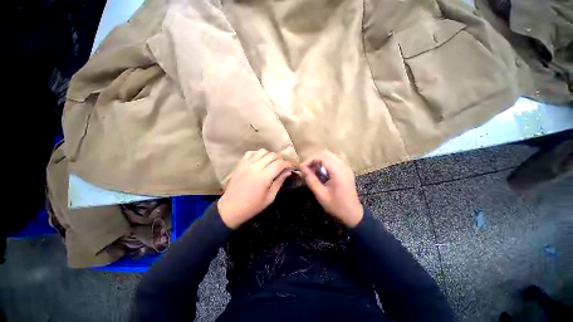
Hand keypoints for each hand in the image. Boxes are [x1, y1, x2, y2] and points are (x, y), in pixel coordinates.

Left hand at [218, 149, 291, 228]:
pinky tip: (259, 161)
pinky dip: (257, 154)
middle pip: (272, 155)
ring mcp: (246, 164)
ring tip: (272, 163)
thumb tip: (288, 172)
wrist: (230, 209)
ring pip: (262, 151)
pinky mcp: (240, 164)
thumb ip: (279, 182)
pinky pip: (250, 153)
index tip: (291, 167)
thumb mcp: (269, 198)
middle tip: (283, 167)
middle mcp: (255, 167)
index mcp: (264, 177)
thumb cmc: (252, 206)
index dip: (288, 164)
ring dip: (270, 155)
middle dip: (281, 159)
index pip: (280, 164)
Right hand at [301, 151, 362, 226]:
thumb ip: (311, 180)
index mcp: (338, 172)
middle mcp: (344, 166)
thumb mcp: (321, 195)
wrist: (353, 214)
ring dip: (319, 162)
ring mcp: (346, 167)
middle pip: (326, 155)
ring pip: (329, 157)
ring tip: (312, 172)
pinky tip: (321, 173)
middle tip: (306, 170)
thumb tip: (302, 168)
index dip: (309, 160)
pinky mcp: (346, 170)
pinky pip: (333, 161)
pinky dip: (325, 164)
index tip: (302, 168)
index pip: (322, 157)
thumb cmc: (336, 206)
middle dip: (313, 160)